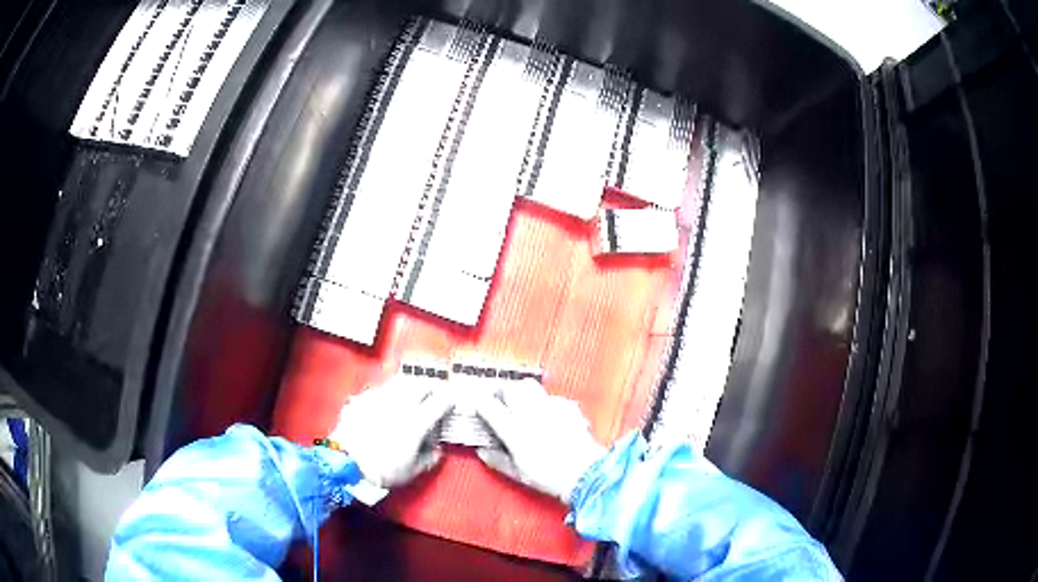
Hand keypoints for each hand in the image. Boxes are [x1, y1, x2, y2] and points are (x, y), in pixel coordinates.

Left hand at [329, 375, 452, 487]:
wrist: (345, 463)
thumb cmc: (382, 470)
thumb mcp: (412, 471)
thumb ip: (429, 458)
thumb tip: (436, 449)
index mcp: (417, 421)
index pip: (440, 401)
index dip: (450, 399)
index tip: (452, 401)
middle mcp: (400, 404)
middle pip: (421, 384)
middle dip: (431, 387)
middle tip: (434, 395)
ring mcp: (379, 398)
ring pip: (401, 381)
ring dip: (411, 385)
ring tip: (412, 394)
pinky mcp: (363, 398)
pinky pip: (381, 388)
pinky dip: (390, 392)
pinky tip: (388, 401)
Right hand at [473, 379, 605, 501]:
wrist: (586, 474)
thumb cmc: (553, 476)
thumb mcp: (518, 473)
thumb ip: (497, 460)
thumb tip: (484, 452)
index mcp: (514, 430)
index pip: (488, 405)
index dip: (480, 404)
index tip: (479, 408)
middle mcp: (531, 413)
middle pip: (508, 388)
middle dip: (499, 391)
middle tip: (496, 400)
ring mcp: (550, 407)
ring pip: (529, 385)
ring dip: (519, 390)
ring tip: (517, 399)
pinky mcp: (567, 406)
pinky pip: (550, 395)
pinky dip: (542, 399)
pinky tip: (543, 410)